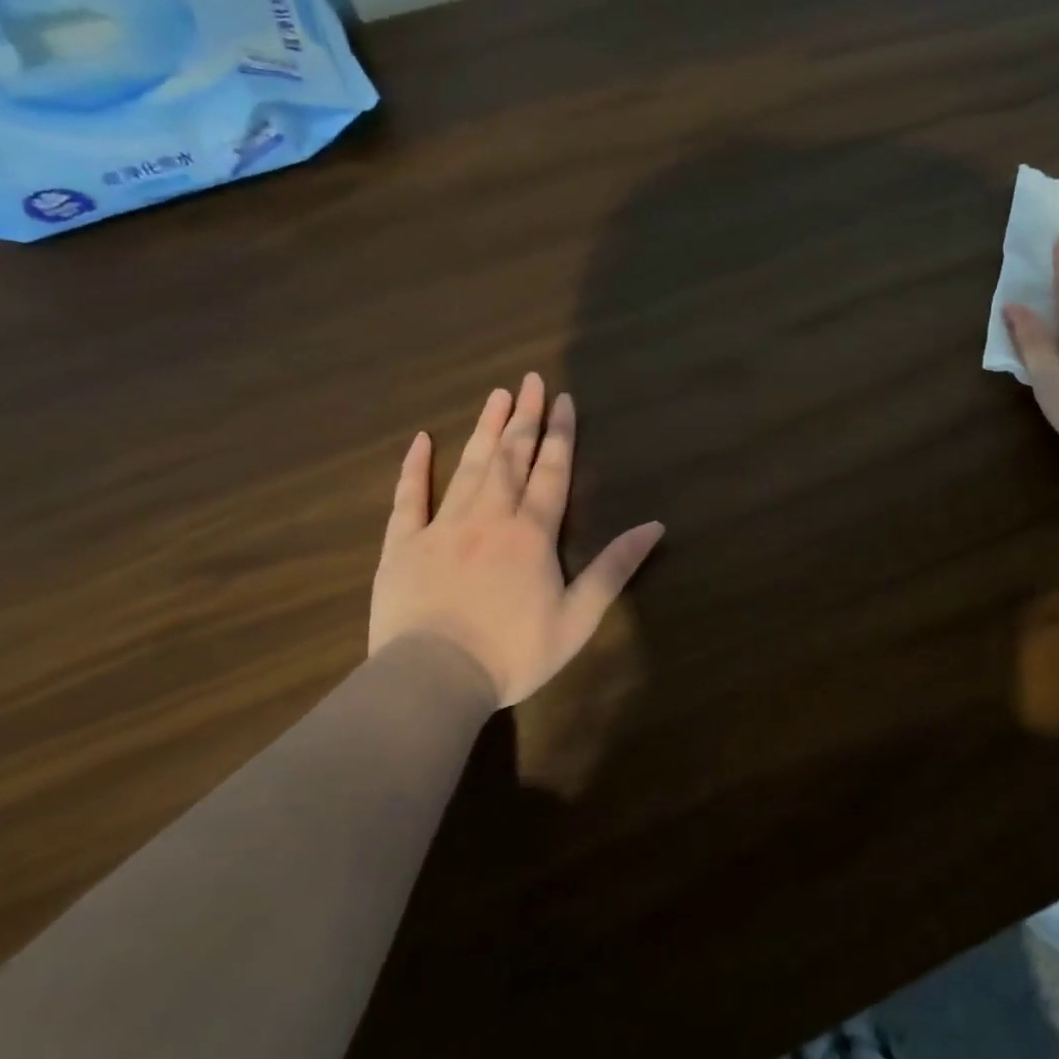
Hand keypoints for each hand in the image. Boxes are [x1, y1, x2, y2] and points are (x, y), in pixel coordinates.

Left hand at [369, 373, 663, 708]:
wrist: (435, 678)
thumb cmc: (514, 652)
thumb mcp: (579, 617)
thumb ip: (615, 568)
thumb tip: (655, 526)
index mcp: (532, 533)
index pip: (551, 472)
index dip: (559, 434)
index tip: (563, 399)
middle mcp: (490, 517)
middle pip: (511, 457)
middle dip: (524, 417)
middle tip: (530, 380)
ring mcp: (443, 526)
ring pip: (470, 467)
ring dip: (485, 429)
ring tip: (496, 395)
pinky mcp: (404, 545)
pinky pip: (409, 498)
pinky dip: (415, 467)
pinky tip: (421, 440)